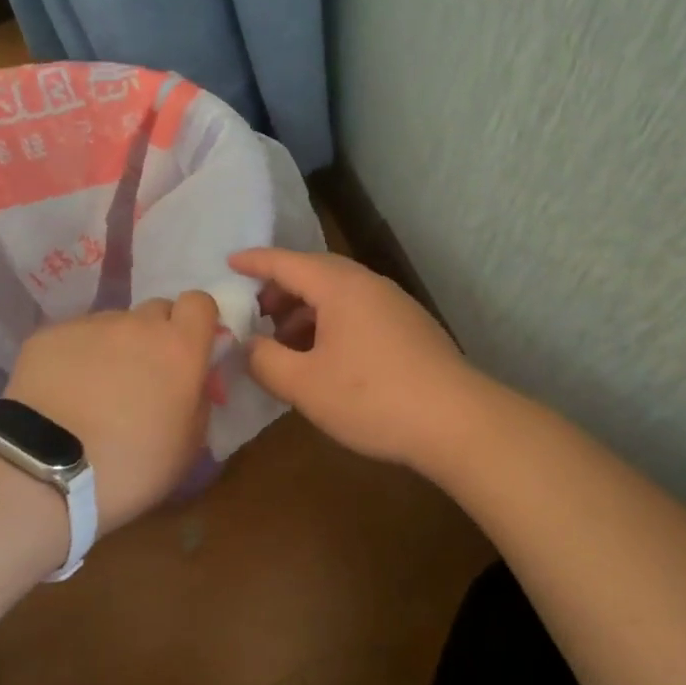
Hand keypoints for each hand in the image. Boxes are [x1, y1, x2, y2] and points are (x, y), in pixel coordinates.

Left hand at [4, 294, 218, 531]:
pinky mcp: (48, 336)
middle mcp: (137, 325)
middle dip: (157, 336)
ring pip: (113, 325)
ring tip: (95, 391)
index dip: (197, 323)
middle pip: (156, 311)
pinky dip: (75, 358)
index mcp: (179, 348)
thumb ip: (199, 401)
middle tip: (144, 377)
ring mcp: (89, 326)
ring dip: (114, 348)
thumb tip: (193, 383)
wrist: (44, 472)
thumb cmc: (130, 467)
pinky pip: (73, 339)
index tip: (190, 350)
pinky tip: (63, 394)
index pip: (199, 303)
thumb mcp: (187, 447)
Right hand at [230, 249, 485, 473]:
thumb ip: (265, 361)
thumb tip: (248, 346)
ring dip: (305, 310)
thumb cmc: (371, 397)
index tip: (228, 263)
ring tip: (284, 341)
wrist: (457, 421)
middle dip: (280, 289)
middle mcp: (368, 285)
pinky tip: (323, 358)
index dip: (254, 262)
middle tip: (254, 311)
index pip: (286, 263)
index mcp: (339, 287)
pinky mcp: (409, 329)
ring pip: (338, 295)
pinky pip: (357, 312)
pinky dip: (330, 324)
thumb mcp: (304, 385)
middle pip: (315, 274)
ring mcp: (394, 305)